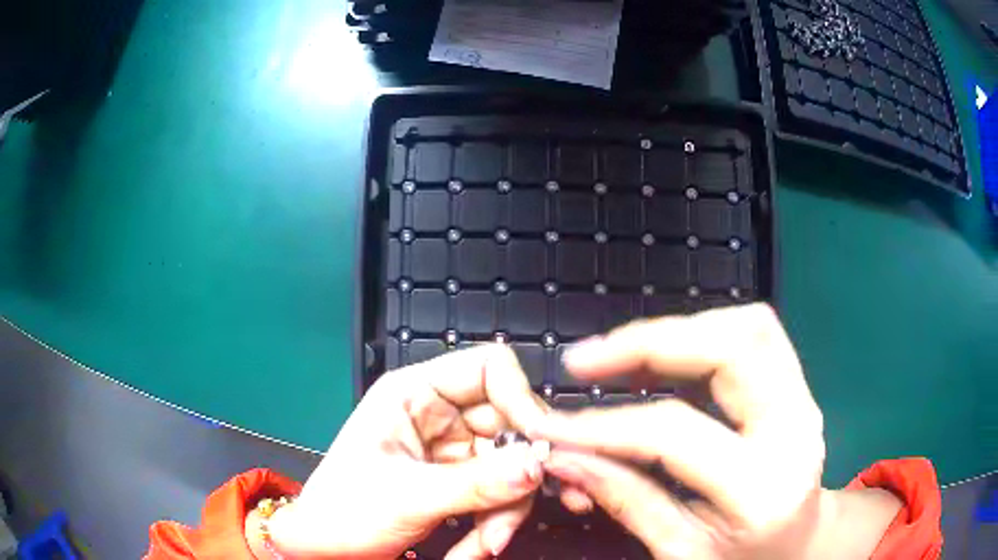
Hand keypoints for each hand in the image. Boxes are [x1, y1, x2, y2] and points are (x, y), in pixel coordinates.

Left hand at [267, 345, 548, 559]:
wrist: (326, 550)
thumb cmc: (345, 511)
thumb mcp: (408, 496)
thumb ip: (477, 482)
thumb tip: (538, 465)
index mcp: (414, 394)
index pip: (489, 369)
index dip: (520, 398)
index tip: (538, 445)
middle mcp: (439, 415)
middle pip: (509, 425)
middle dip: (516, 474)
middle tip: (514, 512)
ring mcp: (451, 450)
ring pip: (511, 465)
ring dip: (507, 509)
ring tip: (487, 544)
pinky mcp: (459, 481)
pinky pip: (500, 492)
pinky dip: (497, 521)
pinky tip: (477, 548)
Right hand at [529, 304, 856, 558]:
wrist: (801, 546)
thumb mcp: (682, 551)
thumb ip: (626, 501)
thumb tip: (566, 458)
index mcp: (763, 489)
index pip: (676, 434)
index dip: (605, 425)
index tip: (554, 425)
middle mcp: (794, 429)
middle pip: (735, 344)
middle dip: (652, 340)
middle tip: (587, 359)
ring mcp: (803, 399)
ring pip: (748, 325)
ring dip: (678, 329)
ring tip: (619, 355)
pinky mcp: (796, 387)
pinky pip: (752, 335)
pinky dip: (701, 334)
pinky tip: (663, 357)